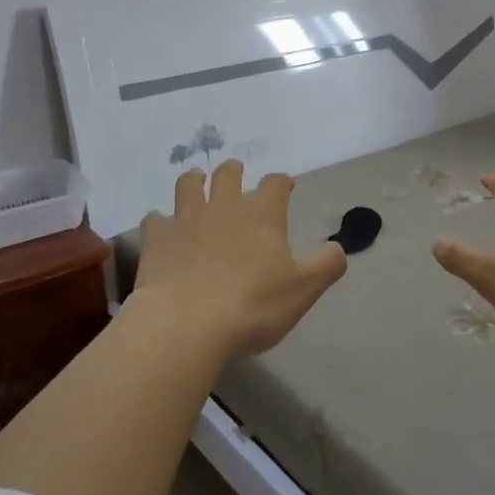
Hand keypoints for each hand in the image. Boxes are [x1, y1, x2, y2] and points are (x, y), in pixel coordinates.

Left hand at [131, 160, 347, 363]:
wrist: (187, 323)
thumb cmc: (253, 306)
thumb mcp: (303, 290)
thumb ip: (327, 265)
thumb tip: (338, 248)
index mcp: (262, 216)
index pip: (275, 185)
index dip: (281, 182)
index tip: (285, 185)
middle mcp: (224, 207)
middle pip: (227, 174)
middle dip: (233, 171)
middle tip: (235, 173)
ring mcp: (186, 219)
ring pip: (188, 185)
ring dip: (194, 180)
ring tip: (196, 182)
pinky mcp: (156, 239)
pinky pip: (155, 219)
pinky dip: (160, 220)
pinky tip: (162, 228)